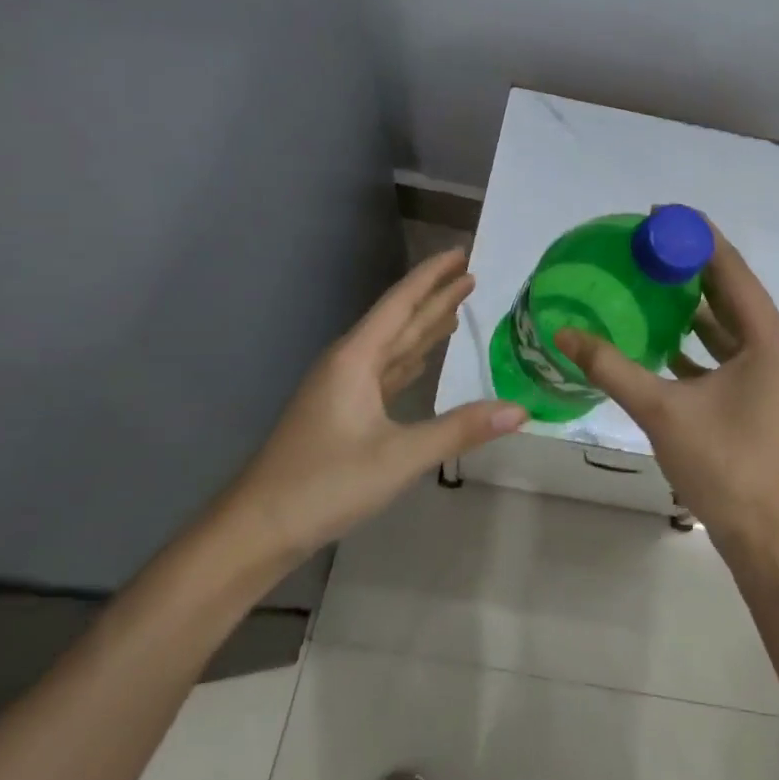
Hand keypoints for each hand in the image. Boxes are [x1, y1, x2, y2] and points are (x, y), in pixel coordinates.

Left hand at [217, 249, 526, 572]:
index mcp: (356, 359)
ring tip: (455, 308)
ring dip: (423, 326)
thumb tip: (520, 410)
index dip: (432, 276)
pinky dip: (409, 359)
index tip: (461, 251)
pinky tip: (421, 359)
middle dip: (434, 296)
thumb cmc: (325, 484)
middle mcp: (349, 364)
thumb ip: (460, 429)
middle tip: (471, 274)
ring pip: (392, 346)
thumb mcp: (399, 457)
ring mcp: (343, 389)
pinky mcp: (343, 413)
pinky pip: (384, 372)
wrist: (258, 528)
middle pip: (399, 320)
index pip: (401, 304)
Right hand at [554, 226, 778, 552]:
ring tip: (653, 284)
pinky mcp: (769, 398)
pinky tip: (666, 342)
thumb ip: (612, 367)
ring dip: (698, 307)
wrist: (768, 539)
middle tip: (648, 247)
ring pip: (734, 327)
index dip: (696, 237)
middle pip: (734, 294)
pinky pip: (735, 355)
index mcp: (770, 339)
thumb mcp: (662, 411)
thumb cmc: (724, 466)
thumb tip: (563, 334)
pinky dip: (703, 344)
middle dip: (692, 268)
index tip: (659, 215)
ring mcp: (778, 375)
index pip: (731, 269)